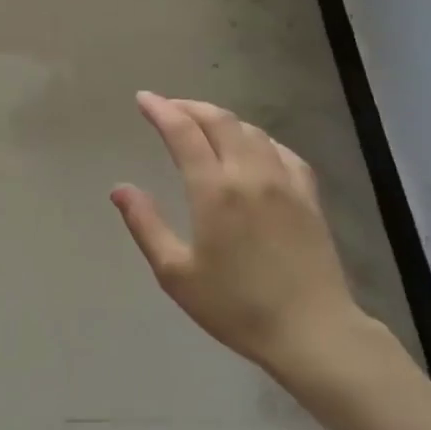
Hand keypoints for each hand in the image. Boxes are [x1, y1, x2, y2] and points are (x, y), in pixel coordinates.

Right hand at [112, 93, 382, 377]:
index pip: (183, 133)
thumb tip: (119, 188)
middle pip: (219, 121)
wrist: (310, 330)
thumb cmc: (235, 307)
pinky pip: (282, 151)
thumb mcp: (176, 273)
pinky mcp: (308, 195)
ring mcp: (285, 181)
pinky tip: (253, 147)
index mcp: (214, 190)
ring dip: (222, 119)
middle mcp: (250, 174)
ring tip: (203, 124)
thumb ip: (146, 225)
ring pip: (251, 131)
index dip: (161, 110)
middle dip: (190, 107)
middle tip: (168, 107)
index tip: (143, 99)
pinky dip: (258, 139)